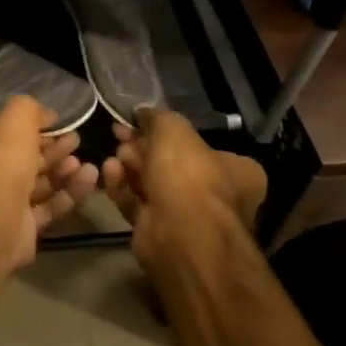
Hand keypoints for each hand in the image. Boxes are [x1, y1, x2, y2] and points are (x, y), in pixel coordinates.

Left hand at [0, 97, 99, 273]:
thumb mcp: (13, 120)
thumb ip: (29, 110)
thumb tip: (47, 115)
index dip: (28, 128)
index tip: (56, 123)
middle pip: (19, 159)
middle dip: (50, 149)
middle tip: (76, 140)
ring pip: (35, 185)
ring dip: (62, 171)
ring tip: (85, 161)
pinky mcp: (19, 230)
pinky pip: (47, 208)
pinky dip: (68, 193)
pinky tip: (90, 178)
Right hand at [101, 108, 266, 274]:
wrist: (179, 234)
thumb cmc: (188, 175)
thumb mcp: (174, 129)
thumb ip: (158, 117)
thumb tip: (143, 112)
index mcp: (236, 171)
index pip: (200, 145)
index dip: (166, 132)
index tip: (139, 122)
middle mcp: (216, 195)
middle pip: (170, 162)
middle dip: (142, 147)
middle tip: (120, 135)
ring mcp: (187, 216)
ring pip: (151, 183)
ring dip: (129, 166)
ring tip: (114, 154)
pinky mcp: (158, 230)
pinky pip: (137, 203)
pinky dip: (122, 187)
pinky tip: (109, 171)